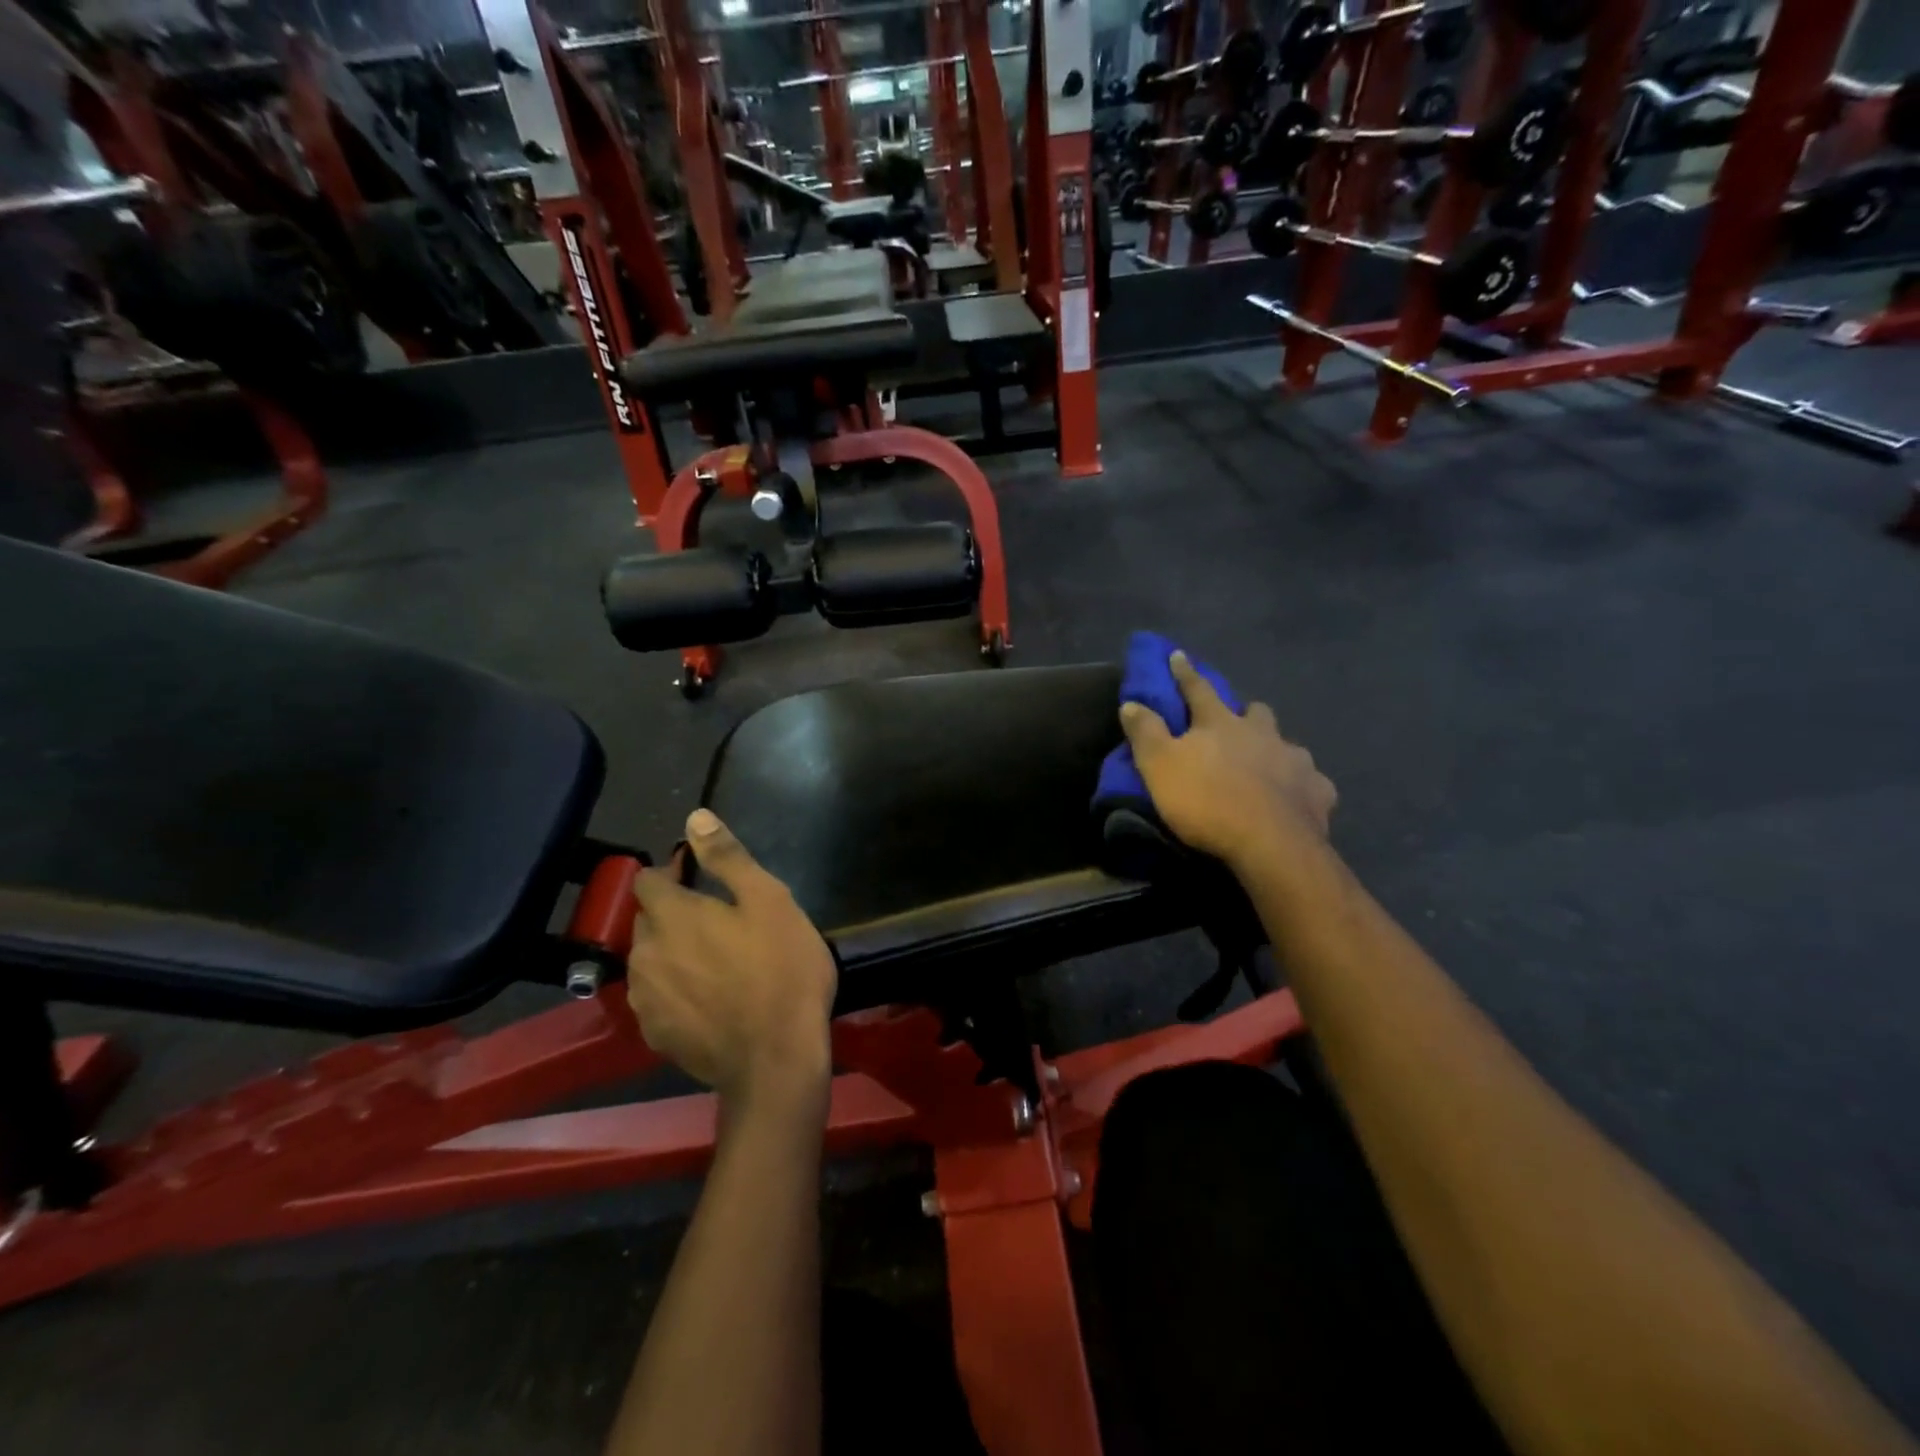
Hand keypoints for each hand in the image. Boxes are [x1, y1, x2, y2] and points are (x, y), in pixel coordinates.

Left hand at [628, 809, 837, 1108]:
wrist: (776, 1059)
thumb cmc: (781, 970)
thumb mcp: (768, 900)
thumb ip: (727, 858)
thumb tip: (695, 817)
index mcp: (671, 917)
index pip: (648, 880)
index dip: (671, 871)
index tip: (698, 874)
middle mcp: (645, 955)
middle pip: (647, 920)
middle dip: (672, 910)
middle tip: (716, 917)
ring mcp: (647, 1000)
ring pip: (650, 960)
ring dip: (671, 950)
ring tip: (713, 958)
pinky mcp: (655, 1035)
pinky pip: (657, 997)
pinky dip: (675, 987)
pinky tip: (707, 997)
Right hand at [1120, 651, 1336, 868]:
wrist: (1270, 845)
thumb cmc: (1207, 802)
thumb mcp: (1159, 767)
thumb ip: (1145, 733)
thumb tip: (1130, 702)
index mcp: (1221, 724)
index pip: (1198, 689)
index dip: (1185, 673)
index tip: (1178, 655)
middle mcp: (1262, 733)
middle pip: (1256, 712)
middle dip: (1245, 713)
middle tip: (1236, 724)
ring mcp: (1296, 760)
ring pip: (1287, 744)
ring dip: (1275, 750)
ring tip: (1267, 767)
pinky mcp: (1318, 792)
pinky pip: (1312, 783)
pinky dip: (1302, 787)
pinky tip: (1297, 799)